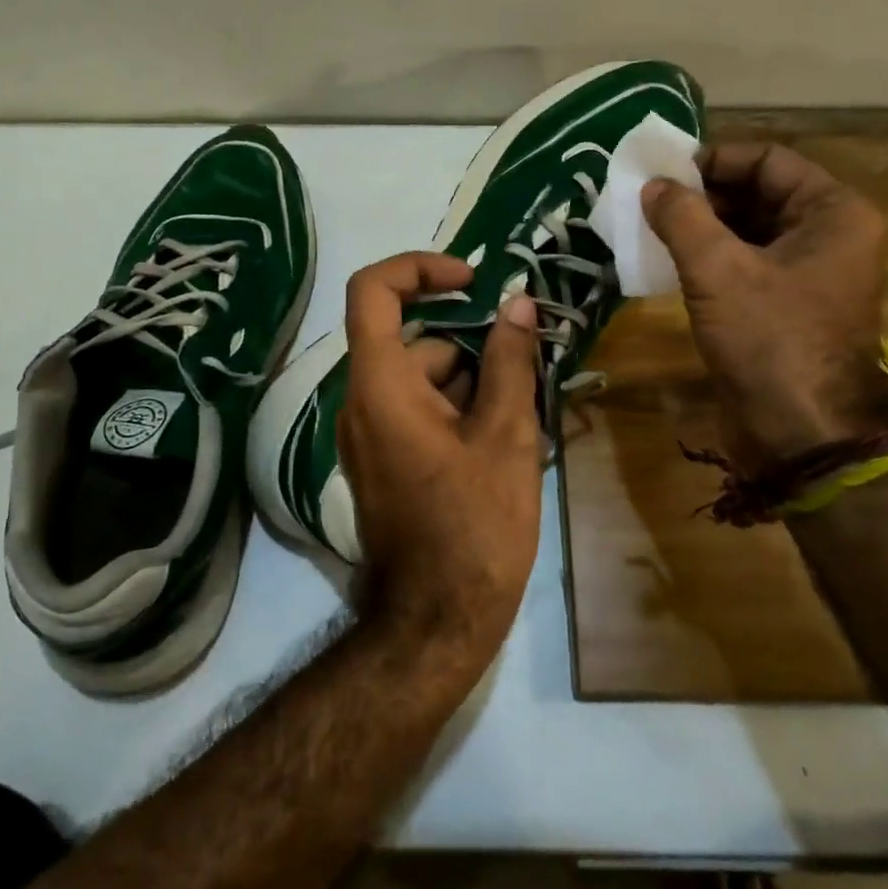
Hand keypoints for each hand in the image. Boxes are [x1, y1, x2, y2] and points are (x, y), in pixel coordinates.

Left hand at [335, 253, 542, 664]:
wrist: (437, 620)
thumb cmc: (475, 525)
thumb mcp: (506, 436)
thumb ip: (509, 362)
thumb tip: (517, 304)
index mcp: (381, 386)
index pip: (373, 291)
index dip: (419, 268)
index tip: (471, 279)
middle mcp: (361, 402)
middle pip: (411, 340)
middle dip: (470, 341)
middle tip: (526, 360)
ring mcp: (367, 434)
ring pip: (420, 377)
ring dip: (471, 378)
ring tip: (524, 408)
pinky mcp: (381, 460)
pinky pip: (416, 409)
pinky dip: (456, 406)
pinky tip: (504, 436)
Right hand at [642, 143, 887, 468]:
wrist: (799, 433)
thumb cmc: (768, 339)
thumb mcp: (717, 270)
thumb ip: (683, 217)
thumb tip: (653, 185)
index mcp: (835, 213)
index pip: (768, 161)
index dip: (714, 160)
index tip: (664, 171)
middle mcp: (832, 236)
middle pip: (761, 193)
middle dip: (705, 195)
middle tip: (650, 200)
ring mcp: (813, 274)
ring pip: (752, 231)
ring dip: (704, 227)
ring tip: (653, 228)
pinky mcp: (790, 306)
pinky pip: (749, 264)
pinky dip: (713, 258)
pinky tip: (671, 262)